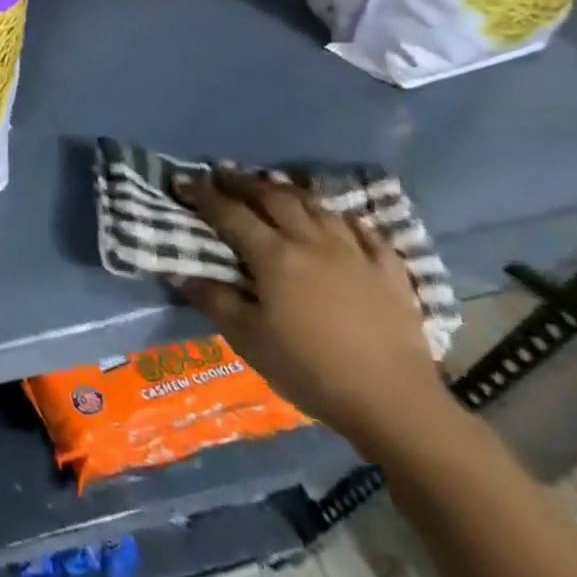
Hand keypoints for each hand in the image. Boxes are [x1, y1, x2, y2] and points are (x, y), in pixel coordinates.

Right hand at [171, 166, 452, 454]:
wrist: (394, 403)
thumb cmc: (309, 369)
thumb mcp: (247, 339)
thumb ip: (214, 300)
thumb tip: (181, 274)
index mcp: (274, 256)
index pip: (230, 214)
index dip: (204, 195)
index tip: (182, 181)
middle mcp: (313, 243)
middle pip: (275, 199)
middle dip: (245, 182)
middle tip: (224, 173)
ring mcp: (356, 254)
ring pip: (319, 207)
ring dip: (291, 192)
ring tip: (274, 185)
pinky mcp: (390, 273)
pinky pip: (366, 232)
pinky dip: (345, 219)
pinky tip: (339, 219)